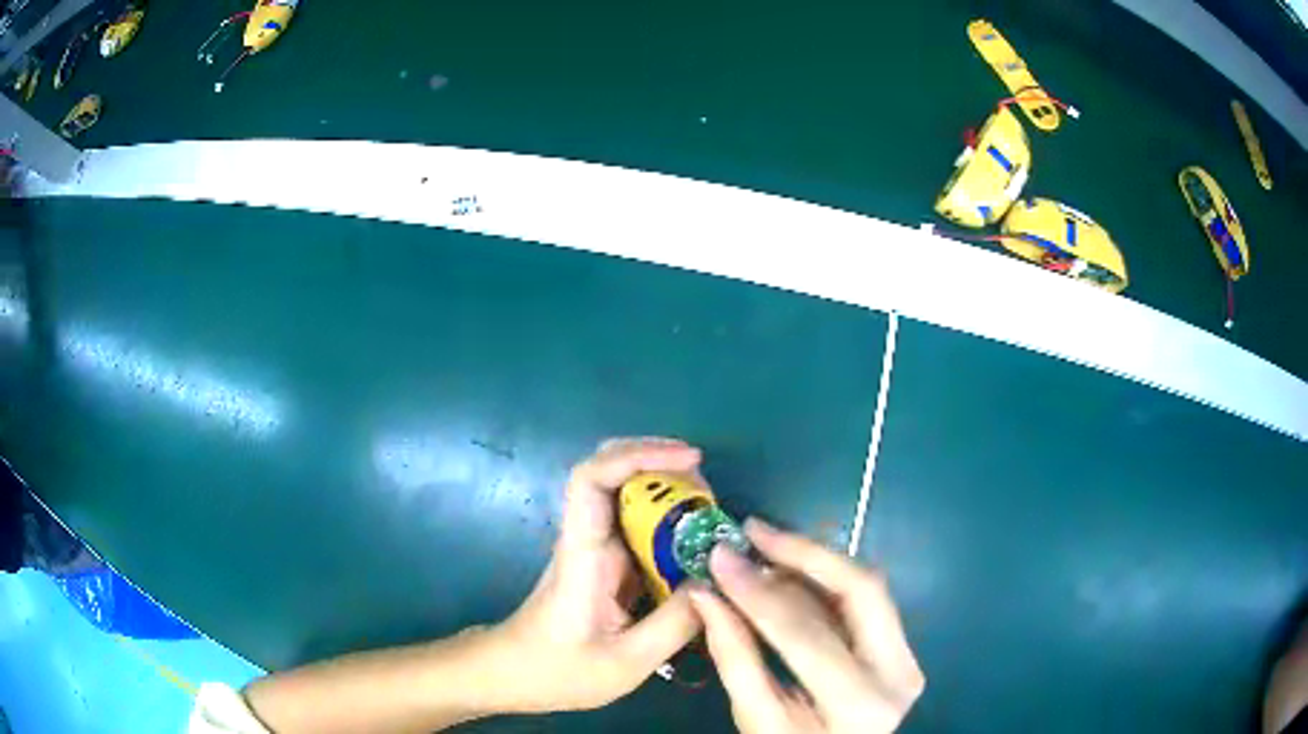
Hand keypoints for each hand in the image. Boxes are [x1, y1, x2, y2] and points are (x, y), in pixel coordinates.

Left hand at [489, 438, 704, 712]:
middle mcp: (586, 537)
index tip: (690, 458)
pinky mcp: (604, 562)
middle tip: (709, 489)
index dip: (639, 454)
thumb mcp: (627, 661)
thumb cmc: (559, 671)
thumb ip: (676, 623)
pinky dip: (668, 520)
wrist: (514, 674)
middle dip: (662, 464)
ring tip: (711, 511)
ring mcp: (593, 547)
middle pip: (612, 470)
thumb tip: (718, 580)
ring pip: (626, 494)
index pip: (592, 479)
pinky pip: (637, 525)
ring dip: (668, 490)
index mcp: (582, 553)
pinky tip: (695, 540)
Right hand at [690, 519, 924, 732]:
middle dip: (805, 552)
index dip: (759, 592)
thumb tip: (706, 594)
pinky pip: (864, 604)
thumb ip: (734, 657)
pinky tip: (789, 574)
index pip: (807, 634)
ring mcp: (907, 658)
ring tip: (764, 549)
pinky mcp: (903, 650)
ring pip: (867, 589)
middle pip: (861, 589)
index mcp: (859, 704)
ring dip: (815, 563)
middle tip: (754, 531)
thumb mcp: (756, 721)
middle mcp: (898, 672)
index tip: (720, 557)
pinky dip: (824, 584)